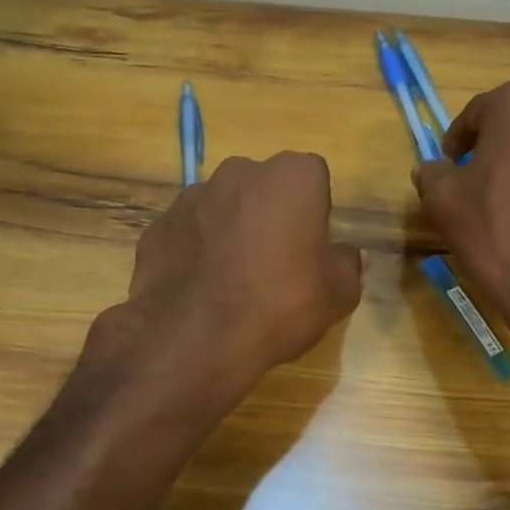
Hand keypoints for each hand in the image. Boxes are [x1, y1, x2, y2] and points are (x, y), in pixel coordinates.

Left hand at [96, 152, 363, 404]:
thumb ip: (348, 266)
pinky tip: (200, 287)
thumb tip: (351, 255)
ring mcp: (192, 196)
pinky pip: (189, 232)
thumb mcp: (337, 294)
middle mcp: (239, 171)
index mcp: (291, 176)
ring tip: (232, 279)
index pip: (313, 178)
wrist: (195, 337)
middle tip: (274, 262)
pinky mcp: (159, 224)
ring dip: (230, 229)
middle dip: (270, 214)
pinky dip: (196, 250)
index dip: (315, 212)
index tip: (311, 247)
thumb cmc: (280, 305)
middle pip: (264, 187)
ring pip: (223, 206)